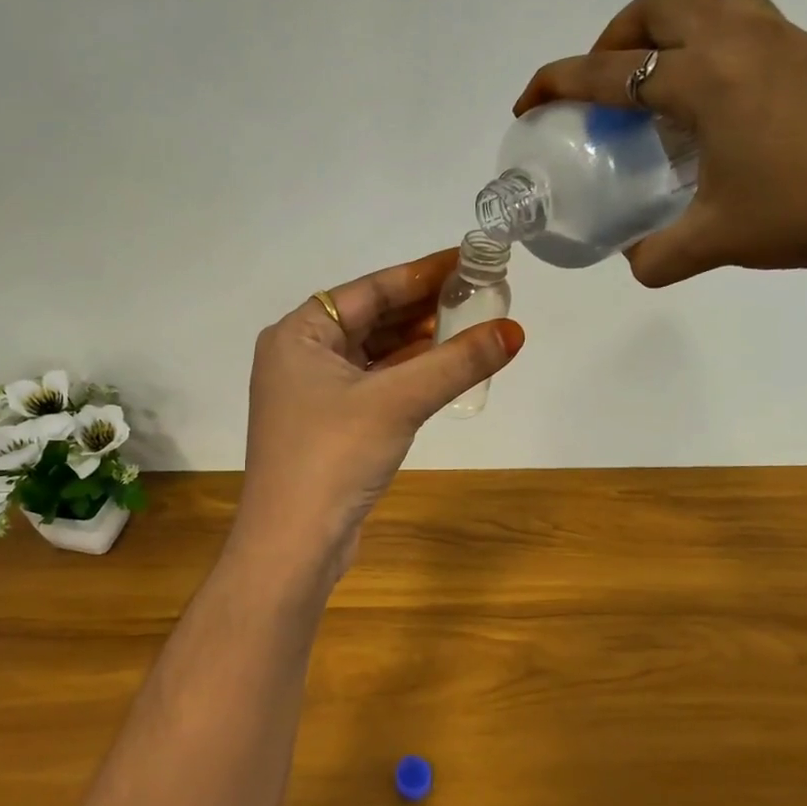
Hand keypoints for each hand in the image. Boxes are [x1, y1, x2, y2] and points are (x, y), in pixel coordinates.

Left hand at [230, 249, 524, 581]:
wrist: (292, 545)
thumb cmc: (334, 457)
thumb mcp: (398, 402)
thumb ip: (456, 363)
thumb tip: (514, 332)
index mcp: (298, 334)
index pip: (369, 289)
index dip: (422, 274)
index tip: (468, 260)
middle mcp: (300, 356)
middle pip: (371, 318)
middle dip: (424, 308)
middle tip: (478, 293)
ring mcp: (312, 393)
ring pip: (374, 353)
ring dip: (418, 342)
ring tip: (470, 325)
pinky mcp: (328, 425)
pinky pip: (374, 384)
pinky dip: (407, 375)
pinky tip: (443, 368)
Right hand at [515, 0, 806, 286]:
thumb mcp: (716, 241)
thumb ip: (656, 255)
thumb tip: (632, 260)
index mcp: (702, 79)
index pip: (608, 71)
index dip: (557, 83)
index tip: (528, 102)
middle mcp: (735, 41)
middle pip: (656, 4)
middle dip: (613, 37)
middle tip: (602, 85)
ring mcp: (780, 37)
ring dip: (667, 22)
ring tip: (658, 73)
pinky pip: (745, 14)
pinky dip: (711, 33)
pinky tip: (717, 90)